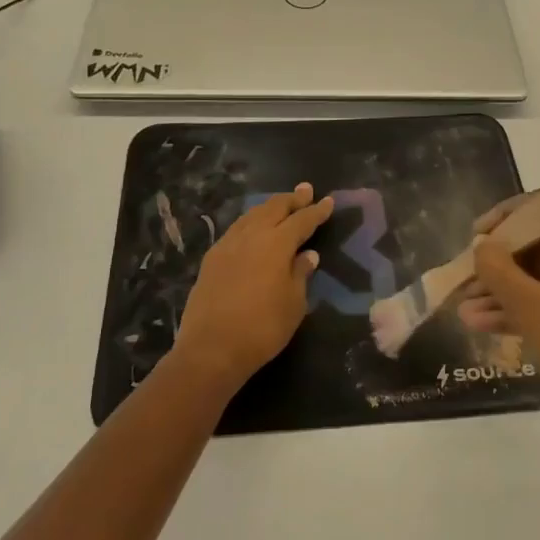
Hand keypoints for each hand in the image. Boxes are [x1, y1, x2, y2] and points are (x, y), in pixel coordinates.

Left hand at [172, 183, 334, 393]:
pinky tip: (253, 228)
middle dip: (292, 198)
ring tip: (281, 204)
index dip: (317, 211)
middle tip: (306, 190)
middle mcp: (251, 235)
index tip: (328, 201)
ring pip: (252, 215)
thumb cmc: (262, 328)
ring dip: (269, 207)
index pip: (302, 220)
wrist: (211, 349)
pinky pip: (236, 229)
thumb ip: (301, 274)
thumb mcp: (294, 304)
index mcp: (276, 243)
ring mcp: (228, 244)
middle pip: (274, 208)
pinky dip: (251, 222)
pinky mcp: (212, 258)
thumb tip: (307, 255)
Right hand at [459, 203, 539, 448]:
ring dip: (505, 288)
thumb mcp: (529, 308)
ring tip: (465, 307)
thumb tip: (482, 246)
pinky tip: (484, 323)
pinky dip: (524, 307)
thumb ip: (498, 269)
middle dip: (499, 260)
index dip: (507, 216)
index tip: (477, 235)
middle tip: (466, 276)